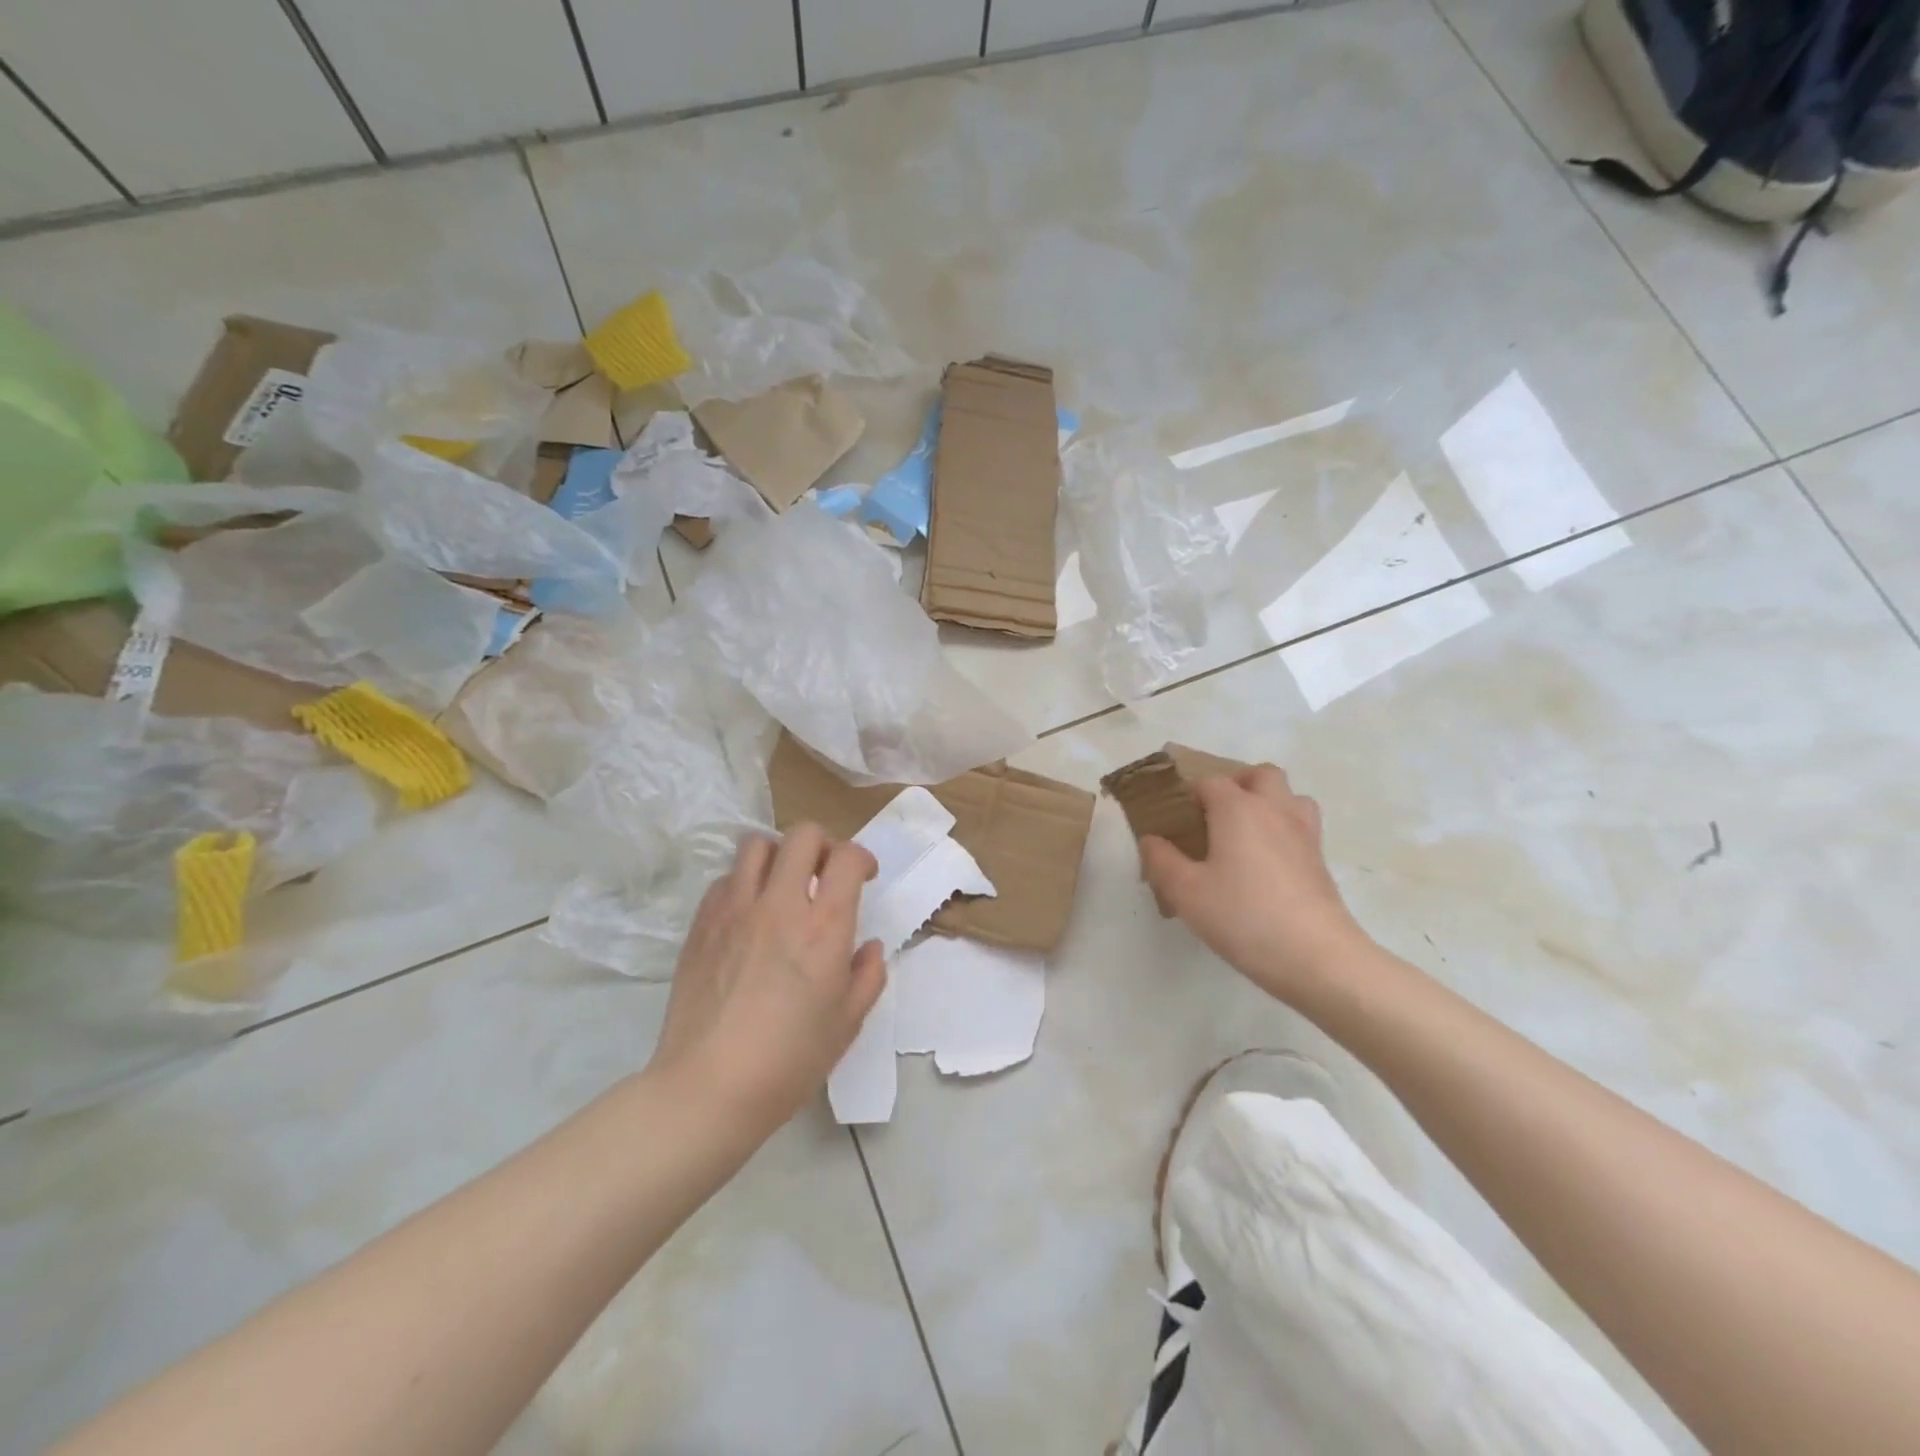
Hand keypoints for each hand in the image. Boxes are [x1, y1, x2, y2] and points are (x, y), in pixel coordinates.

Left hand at [649, 825, 884, 1134]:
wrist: (709, 1087)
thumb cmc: (789, 1060)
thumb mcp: (847, 1023)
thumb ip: (867, 976)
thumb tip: (867, 947)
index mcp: (823, 926)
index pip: (846, 857)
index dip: (861, 858)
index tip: (864, 877)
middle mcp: (780, 904)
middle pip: (803, 835)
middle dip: (823, 845)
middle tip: (824, 875)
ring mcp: (734, 909)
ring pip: (757, 844)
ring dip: (779, 856)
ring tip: (783, 886)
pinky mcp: (701, 923)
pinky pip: (725, 879)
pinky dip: (742, 884)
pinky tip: (748, 916)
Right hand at [1140, 764, 1370, 1004]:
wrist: (1316, 956)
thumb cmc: (1243, 916)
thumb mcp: (1186, 892)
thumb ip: (1162, 861)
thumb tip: (1151, 840)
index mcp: (1238, 808)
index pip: (1210, 782)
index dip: (1189, 794)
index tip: (1175, 820)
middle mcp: (1274, 810)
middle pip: (1261, 774)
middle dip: (1238, 784)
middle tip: (1216, 815)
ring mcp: (1304, 834)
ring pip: (1291, 797)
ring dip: (1269, 803)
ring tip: (1247, 833)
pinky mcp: (1321, 861)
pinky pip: (1302, 827)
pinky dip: (1284, 831)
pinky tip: (1267, 864)